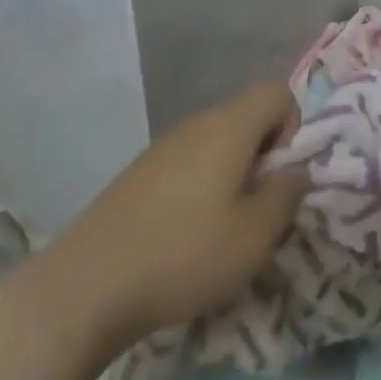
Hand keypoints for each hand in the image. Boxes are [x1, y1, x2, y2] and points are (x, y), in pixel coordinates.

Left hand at [49, 80, 308, 353]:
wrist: (84, 288)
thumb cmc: (183, 255)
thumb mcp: (254, 236)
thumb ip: (287, 195)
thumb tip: (296, 170)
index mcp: (229, 125)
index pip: (277, 91)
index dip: (292, 125)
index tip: (280, 175)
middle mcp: (197, 123)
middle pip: (247, 117)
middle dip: (263, 156)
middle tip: (256, 210)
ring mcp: (163, 146)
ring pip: (217, 143)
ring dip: (231, 175)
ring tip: (221, 230)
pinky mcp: (138, 174)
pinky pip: (187, 164)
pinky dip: (200, 188)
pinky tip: (183, 238)